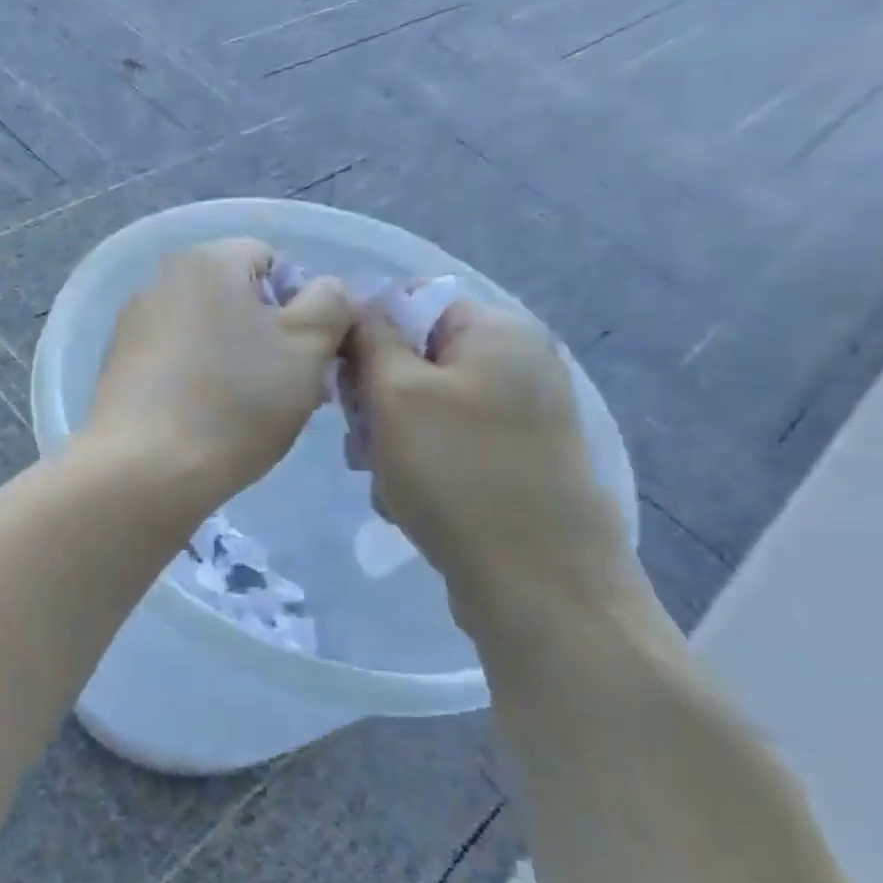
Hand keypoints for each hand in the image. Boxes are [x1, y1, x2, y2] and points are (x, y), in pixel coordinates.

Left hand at [87, 239, 353, 507]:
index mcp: (206, 261)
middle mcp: (159, 282)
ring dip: (235, 363)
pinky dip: (197, 384)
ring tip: (248, 415)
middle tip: (287, 391)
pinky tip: (207, 424)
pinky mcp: (117, 370)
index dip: (302, 306)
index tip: (307, 356)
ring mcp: (132, 328)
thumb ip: (330, 305)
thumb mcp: (307, 348)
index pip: (272, 260)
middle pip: (235, 300)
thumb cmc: (235, 403)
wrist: (144, 471)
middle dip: (268, 338)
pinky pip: (174, 365)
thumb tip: (324, 290)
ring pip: (205, 335)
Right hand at [348, 298, 633, 615]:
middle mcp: (518, 362)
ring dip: (389, 441)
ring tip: (385, 481)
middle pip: (414, 361)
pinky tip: (410, 501)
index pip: (410, 307)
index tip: (345, 389)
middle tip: (363, 446)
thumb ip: (370, 339)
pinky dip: (419, 467)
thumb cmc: (456, 472)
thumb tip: (358, 303)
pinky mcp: (516, 459)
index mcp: (498, 330)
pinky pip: (447, 444)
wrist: (536, 579)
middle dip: (376, 403)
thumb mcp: (396, 394)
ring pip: (422, 409)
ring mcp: (522, 414)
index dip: (367, 342)